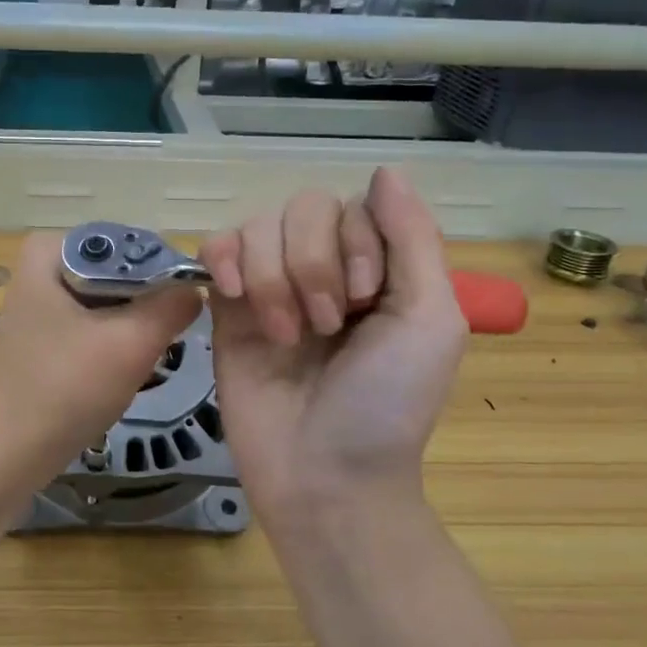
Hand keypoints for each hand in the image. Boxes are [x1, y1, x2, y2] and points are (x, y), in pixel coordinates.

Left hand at [0, 232, 201, 487]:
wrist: (13, 450)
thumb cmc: (67, 388)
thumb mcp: (131, 342)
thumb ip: (173, 304)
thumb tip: (196, 287)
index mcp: (49, 248)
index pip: (130, 243)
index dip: (164, 273)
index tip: (181, 311)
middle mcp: (42, 264)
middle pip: (122, 270)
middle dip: (147, 303)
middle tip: (163, 339)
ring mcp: (42, 299)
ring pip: (113, 298)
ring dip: (135, 325)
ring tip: (142, 356)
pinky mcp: (47, 330)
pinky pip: (97, 320)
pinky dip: (116, 340)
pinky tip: (120, 368)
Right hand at [201, 168, 465, 525]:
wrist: (324, 475)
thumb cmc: (387, 404)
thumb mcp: (430, 319)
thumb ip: (413, 239)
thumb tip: (385, 170)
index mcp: (376, 268)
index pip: (353, 207)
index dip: (356, 244)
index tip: (367, 303)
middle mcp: (322, 269)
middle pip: (302, 208)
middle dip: (312, 264)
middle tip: (326, 328)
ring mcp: (269, 287)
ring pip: (257, 226)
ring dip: (273, 276)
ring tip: (286, 336)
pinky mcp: (226, 310)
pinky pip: (215, 250)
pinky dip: (224, 260)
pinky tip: (234, 297)